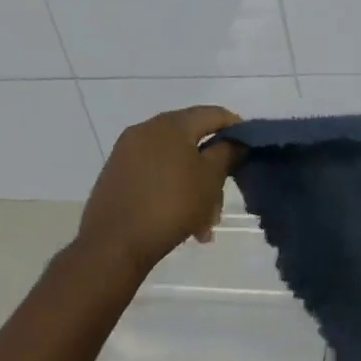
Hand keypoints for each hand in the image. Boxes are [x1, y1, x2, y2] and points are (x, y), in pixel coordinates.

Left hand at [77, 107, 242, 277]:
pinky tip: (181, 222)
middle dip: (212, 169)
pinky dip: (171, 190)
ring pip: (174, 162)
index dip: (236, 129)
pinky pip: (154, 174)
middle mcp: (146, 129)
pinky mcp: (115, 175)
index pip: (213, 114)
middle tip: (222, 201)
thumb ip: (228, 153)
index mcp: (171, 123)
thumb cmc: (170, 206)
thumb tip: (237, 140)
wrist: (111, 246)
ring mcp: (127, 152)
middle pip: (192, 140)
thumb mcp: (210, 179)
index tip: (249, 152)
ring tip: (203, 225)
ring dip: (193, 186)